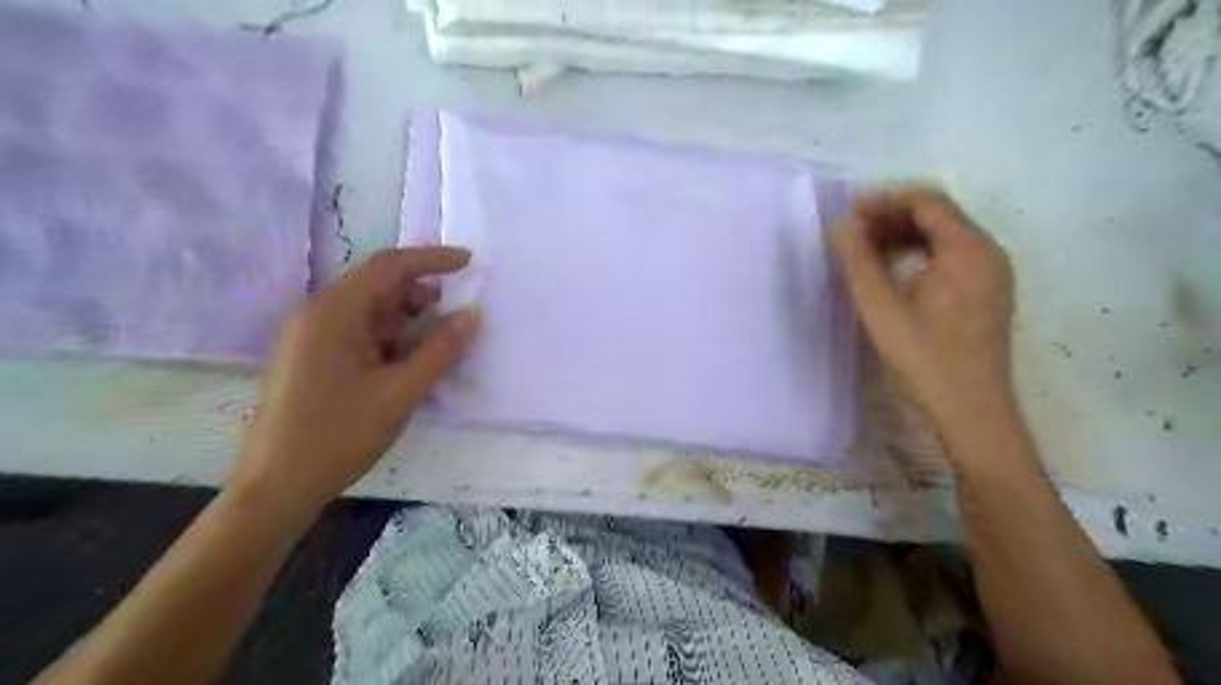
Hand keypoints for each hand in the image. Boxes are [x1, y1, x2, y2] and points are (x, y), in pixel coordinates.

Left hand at [229, 247, 478, 519]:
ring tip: (436, 345)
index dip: (433, 259)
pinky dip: (390, 338)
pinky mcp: (313, 357)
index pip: (390, 266)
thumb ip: (441, 350)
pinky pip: (359, 331)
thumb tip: (472, 315)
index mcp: (335, 312)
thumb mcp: (401, 392)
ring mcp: (312, 336)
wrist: (278, 485)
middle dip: (421, 294)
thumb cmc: (340, 434)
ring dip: (407, 319)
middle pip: (378, 285)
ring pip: (370, 310)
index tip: (470, 263)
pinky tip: (408, 362)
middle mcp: (319, 313)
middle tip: (455, 316)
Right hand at [829, 187, 1011, 438]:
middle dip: (892, 217)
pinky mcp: (986, 293)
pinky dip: (919, 254)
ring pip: (944, 236)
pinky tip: (893, 273)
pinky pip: (951, 257)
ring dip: (903, 236)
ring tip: (866, 252)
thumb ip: (858, 261)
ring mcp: (991, 273)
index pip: (926, 201)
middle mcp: (988, 252)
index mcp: (968, 248)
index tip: (849, 215)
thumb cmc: (925, 356)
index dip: (884, 201)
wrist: (971, 408)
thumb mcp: (882, 307)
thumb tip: (839, 227)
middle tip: (853, 234)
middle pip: (938, 215)